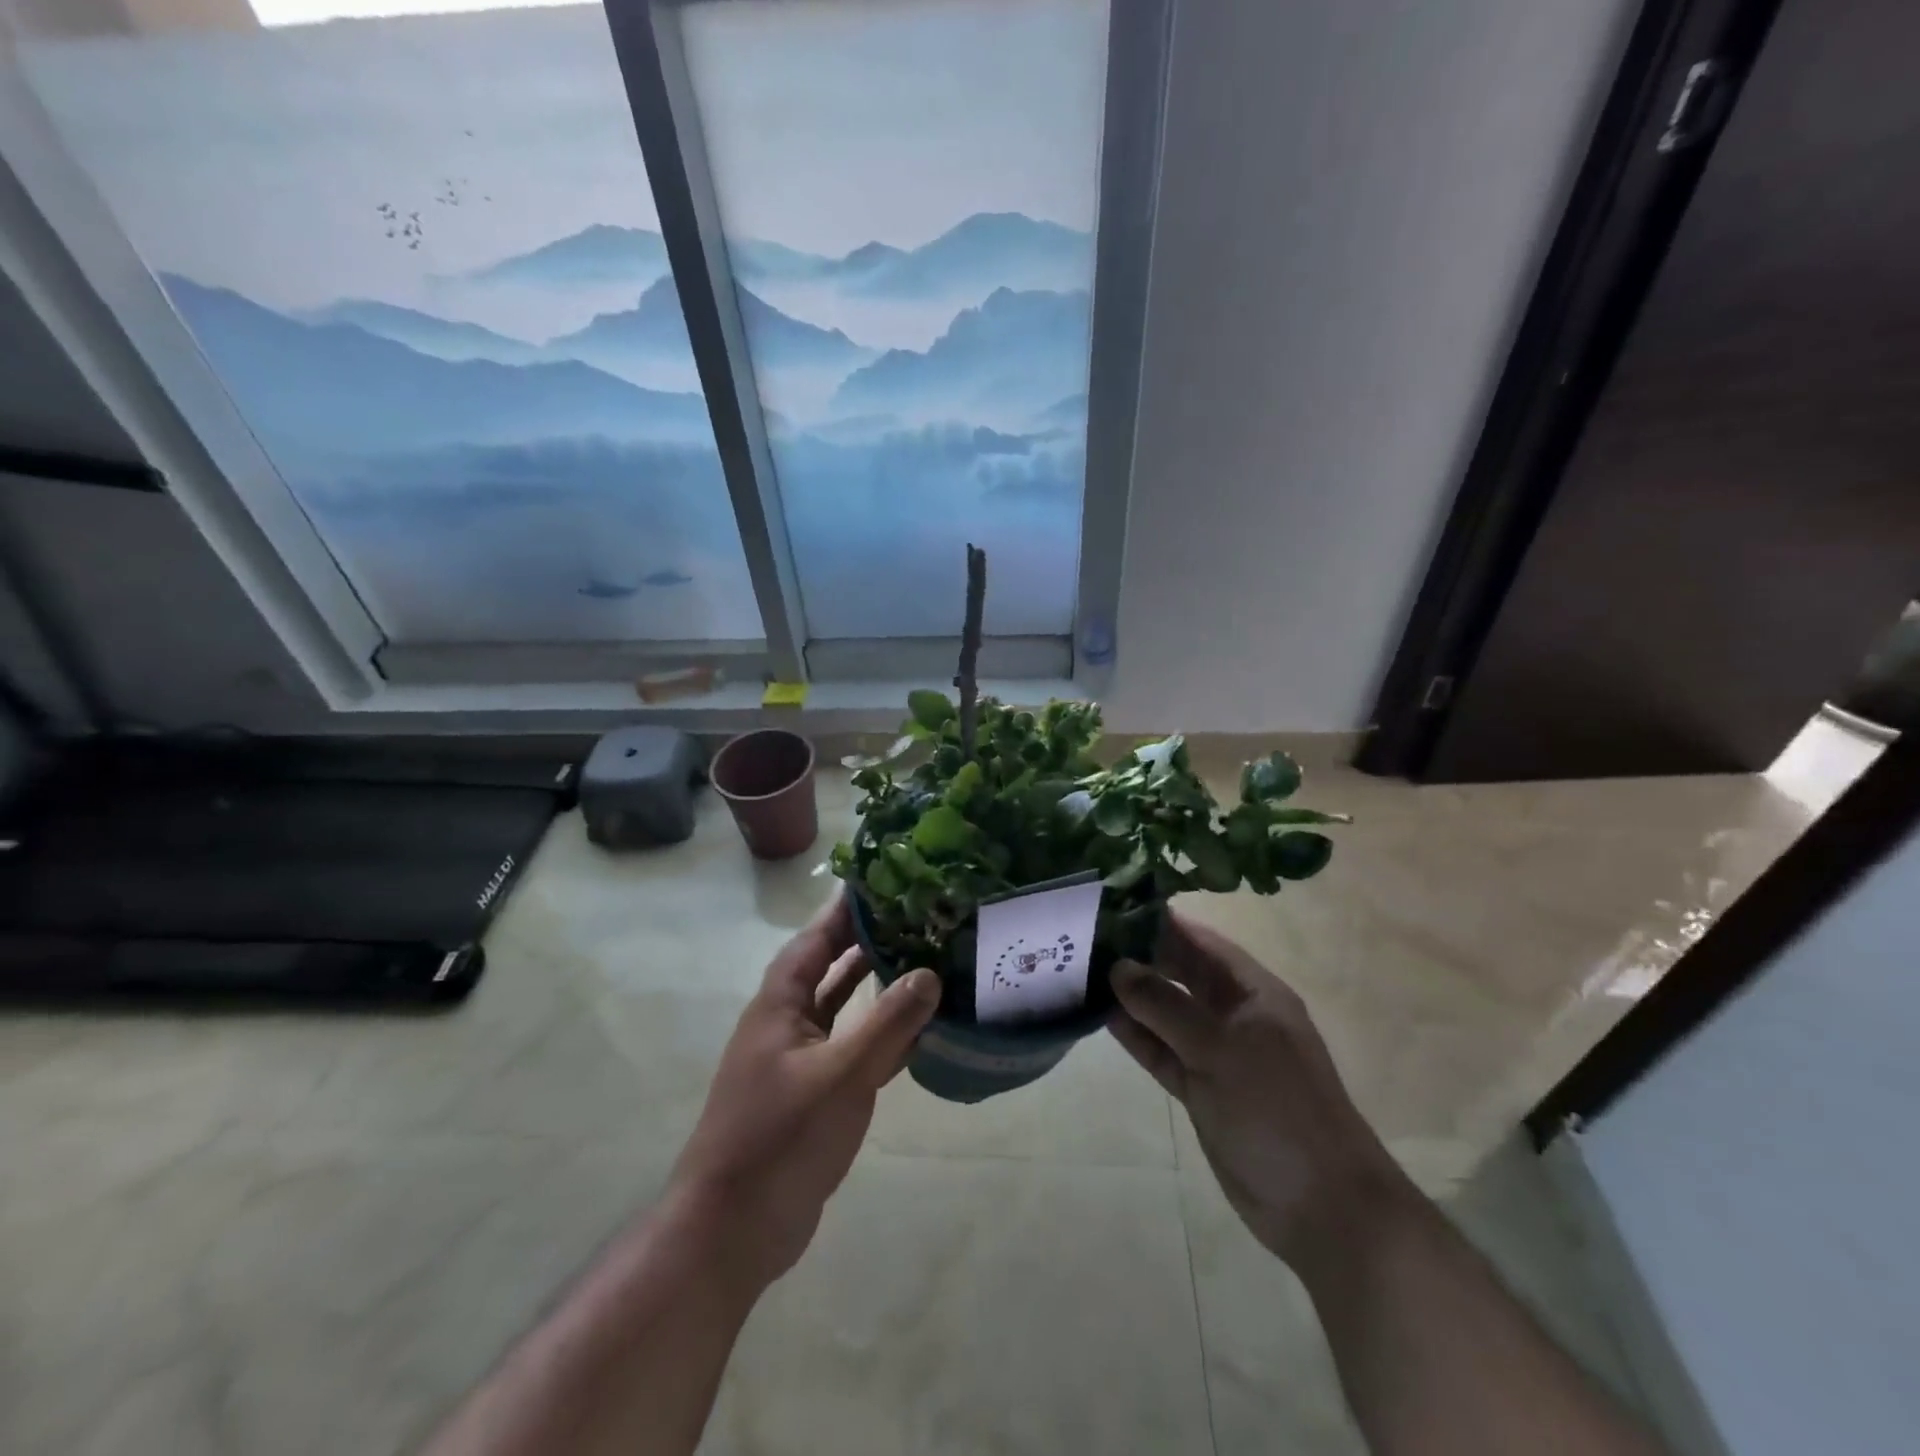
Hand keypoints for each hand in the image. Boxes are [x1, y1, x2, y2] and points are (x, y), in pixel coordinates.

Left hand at [667, 894, 940, 1292]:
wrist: (732, 1231)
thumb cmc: (779, 1139)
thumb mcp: (840, 1076)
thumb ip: (887, 1023)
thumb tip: (931, 972)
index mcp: (780, 1003)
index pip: (817, 937)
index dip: (847, 906)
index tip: (887, 878)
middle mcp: (787, 1021)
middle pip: (832, 966)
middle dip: (869, 940)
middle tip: (919, 914)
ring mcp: (800, 1059)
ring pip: (844, 1007)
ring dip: (877, 985)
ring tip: (925, 958)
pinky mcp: (814, 1093)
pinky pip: (853, 1047)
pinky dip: (881, 1033)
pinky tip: (918, 1028)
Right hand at [1108, 910, 1409, 1265]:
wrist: (1322, 1208)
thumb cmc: (1278, 1111)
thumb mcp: (1220, 1049)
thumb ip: (1166, 1006)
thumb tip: (1118, 966)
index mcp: (1254, 993)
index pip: (1203, 942)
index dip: (1163, 922)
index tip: (1116, 903)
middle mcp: (1235, 1015)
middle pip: (1182, 974)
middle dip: (1142, 956)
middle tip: (1089, 936)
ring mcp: (1217, 1053)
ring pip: (1168, 1013)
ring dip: (1132, 997)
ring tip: (1084, 970)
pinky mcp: (1202, 1088)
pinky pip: (1163, 1051)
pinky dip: (1137, 1036)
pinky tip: (1102, 1016)